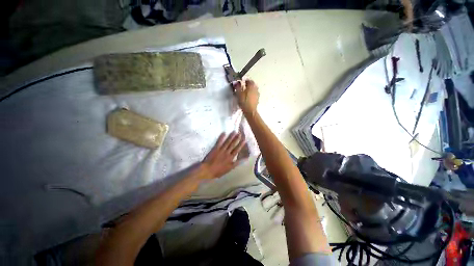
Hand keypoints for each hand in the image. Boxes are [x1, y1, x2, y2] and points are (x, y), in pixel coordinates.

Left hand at [201, 132, 245, 178]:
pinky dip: (221, 137)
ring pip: (227, 142)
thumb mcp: (229, 169)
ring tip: (234, 132)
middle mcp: (226, 153)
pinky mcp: (215, 148)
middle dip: (236, 139)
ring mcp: (221, 150)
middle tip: (240, 133)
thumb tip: (244, 159)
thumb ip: (236, 163)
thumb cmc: (218, 171)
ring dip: (231, 137)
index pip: (237, 150)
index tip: (244, 139)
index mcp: (230, 158)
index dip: (241, 144)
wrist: (208, 170)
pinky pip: (219, 142)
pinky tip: (224, 133)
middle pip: (232, 145)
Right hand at [234, 79, 258, 115]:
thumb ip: (237, 87)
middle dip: (248, 85)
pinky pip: (254, 95)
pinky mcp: (257, 100)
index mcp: (251, 86)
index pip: (249, 80)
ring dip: (250, 90)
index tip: (241, 82)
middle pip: (252, 85)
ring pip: (253, 90)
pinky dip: (251, 95)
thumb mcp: (238, 93)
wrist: (250, 111)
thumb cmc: (244, 101)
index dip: (245, 81)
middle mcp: (256, 89)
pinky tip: (247, 98)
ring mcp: (257, 94)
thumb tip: (236, 82)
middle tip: (243, 87)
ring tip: (245, 93)